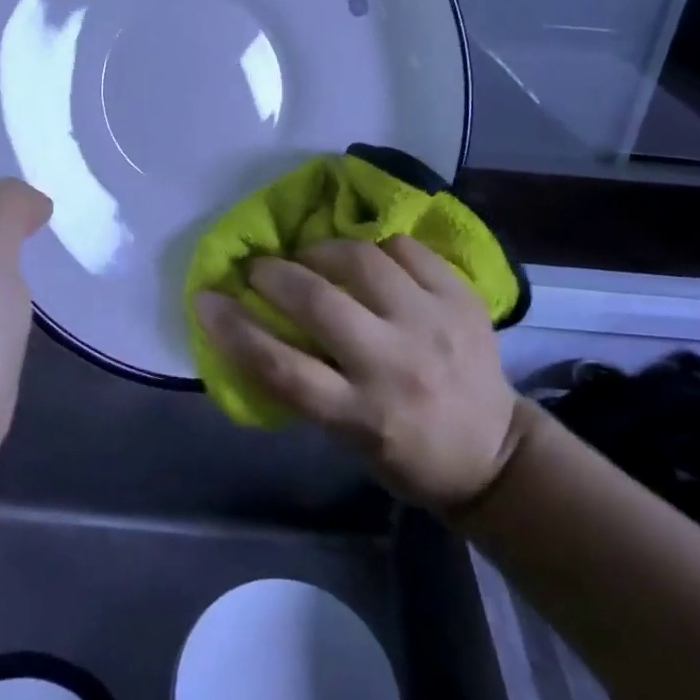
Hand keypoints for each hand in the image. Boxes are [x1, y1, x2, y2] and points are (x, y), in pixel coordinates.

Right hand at [195, 237, 521, 511]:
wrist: (494, 453)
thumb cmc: (405, 454)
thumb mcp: (345, 438)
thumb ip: (304, 384)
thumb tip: (253, 324)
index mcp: (362, 415)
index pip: (282, 368)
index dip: (234, 328)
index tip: (204, 298)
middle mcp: (395, 365)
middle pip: (318, 302)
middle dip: (274, 274)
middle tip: (260, 269)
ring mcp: (432, 324)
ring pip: (361, 260)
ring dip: (321, 250)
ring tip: (311, 256)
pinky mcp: (461, 298)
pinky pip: (405, 247)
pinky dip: (374, 245)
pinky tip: (366, 257)